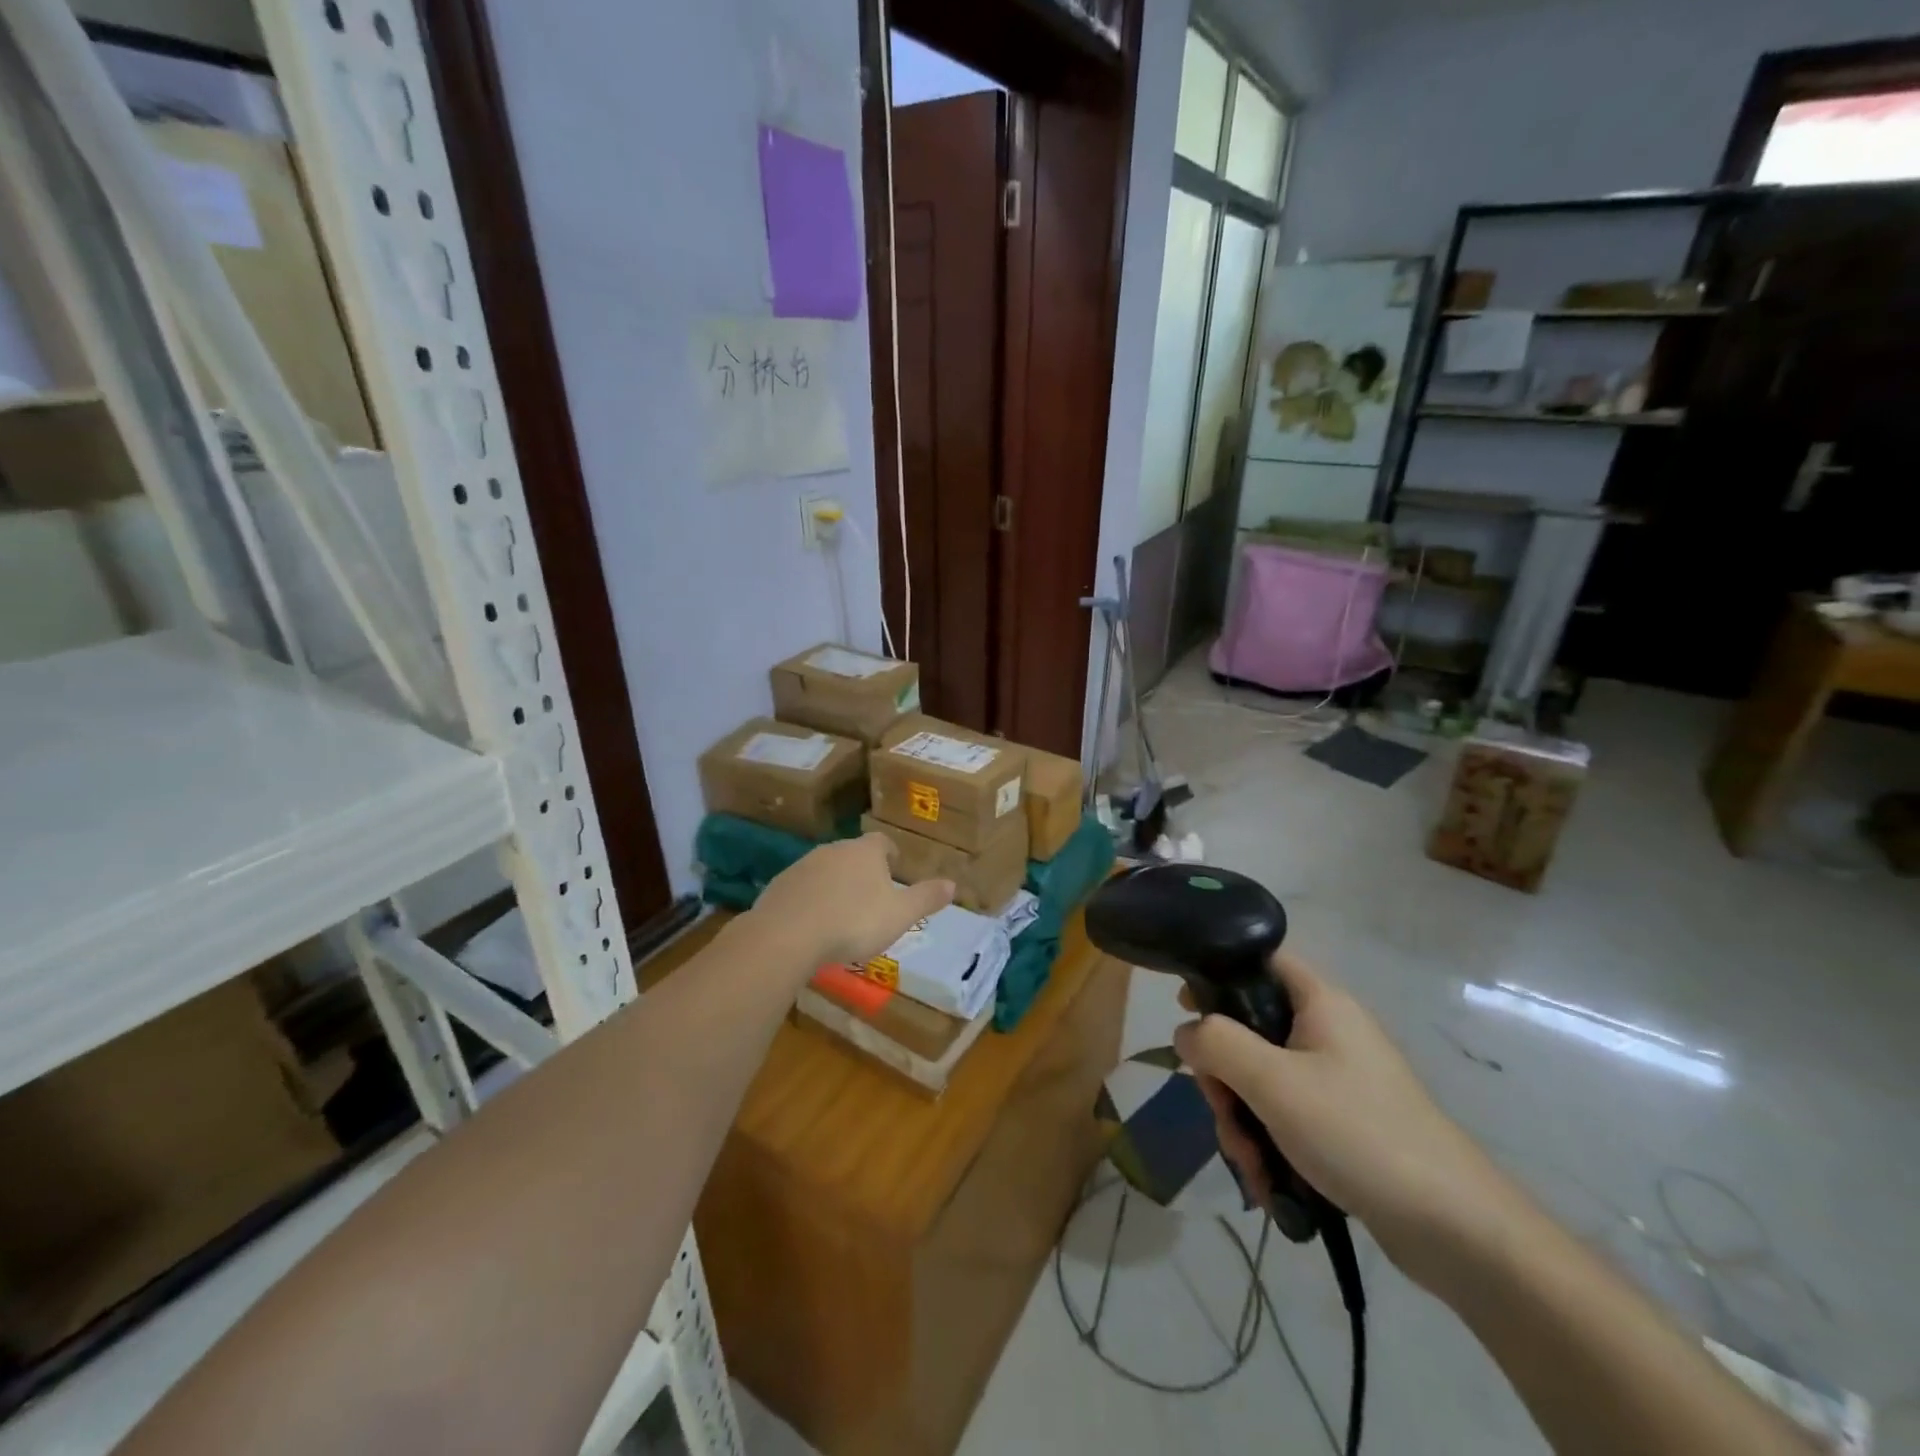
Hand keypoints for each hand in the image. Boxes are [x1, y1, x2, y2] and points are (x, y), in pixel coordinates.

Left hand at [746, 833, 953, 971]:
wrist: (787, 935)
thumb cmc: (853, 922)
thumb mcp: (899, 914)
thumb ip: (926, 898)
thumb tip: (953, 883)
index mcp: (865, 852)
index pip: (882, 842)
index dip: (890, 854)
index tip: (895, 869)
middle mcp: (833, 850)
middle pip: (852, 854)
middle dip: (863, 872)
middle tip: (872, 898)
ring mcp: (802, 866)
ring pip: (826, 871)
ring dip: (835, 886)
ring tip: (842, 915)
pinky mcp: (779, 886)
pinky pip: (802, 890)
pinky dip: (811, 901)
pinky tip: (813, 926)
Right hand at [1173, 952, 1514, 1287]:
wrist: (1456, 1228)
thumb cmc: (1358, 1133)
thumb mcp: (1273, 1082)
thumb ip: (1217, 1044)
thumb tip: (1185, 1031)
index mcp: (1320, 1003)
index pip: (1259, 960)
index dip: (1218, 974)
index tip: (1186, 1008)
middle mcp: (1328, 1032)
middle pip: (1250, 1029)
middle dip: (1225, 1077)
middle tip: (1223, 1112)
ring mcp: (1336, 1079)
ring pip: (1262, 1079)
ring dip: (1242, 1119)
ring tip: (1251, 1166)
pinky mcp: (1343, 1122)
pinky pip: (1285, 1115)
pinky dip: (1268, 1142)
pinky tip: (1267, 1182)